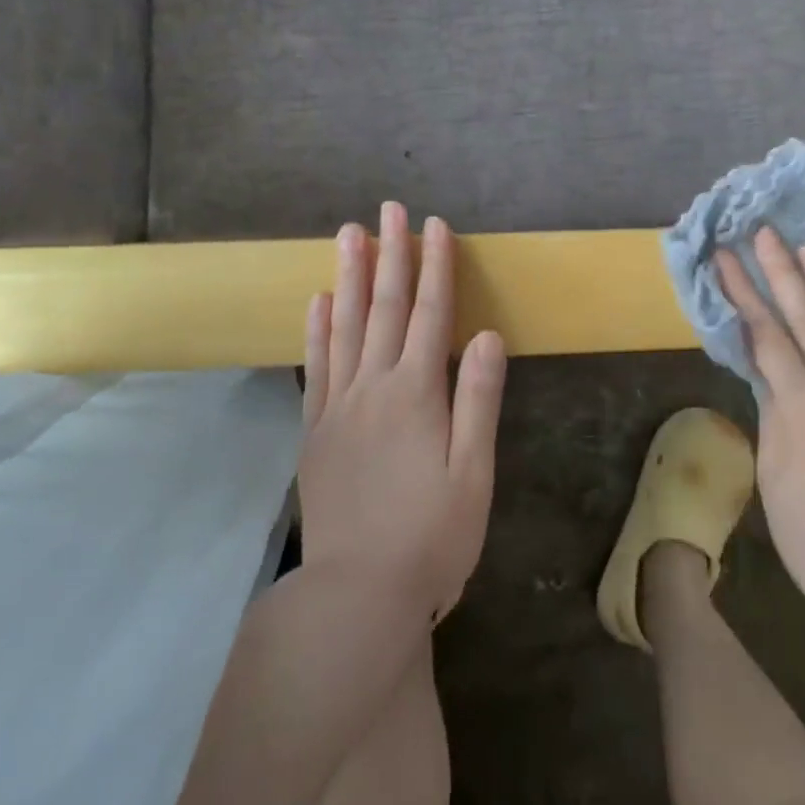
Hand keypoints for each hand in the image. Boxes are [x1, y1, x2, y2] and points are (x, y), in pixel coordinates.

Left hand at [299, 202, 506, 622]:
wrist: (357, 596)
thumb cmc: (432, 538)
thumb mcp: (474, 474)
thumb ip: (479, 400)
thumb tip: (488, 335)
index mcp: (418, 394)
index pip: (430, 314)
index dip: (435, 267)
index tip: (436, 225)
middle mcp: (374, 387)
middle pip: (384, 307)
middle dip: (391, 254)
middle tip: (389, 209)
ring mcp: (339, 406)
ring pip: (344, 325)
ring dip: (349, 276)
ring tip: (348, 233)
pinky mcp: (316, 430)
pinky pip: (315, 366)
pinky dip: (316, 328)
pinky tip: (316, 300)